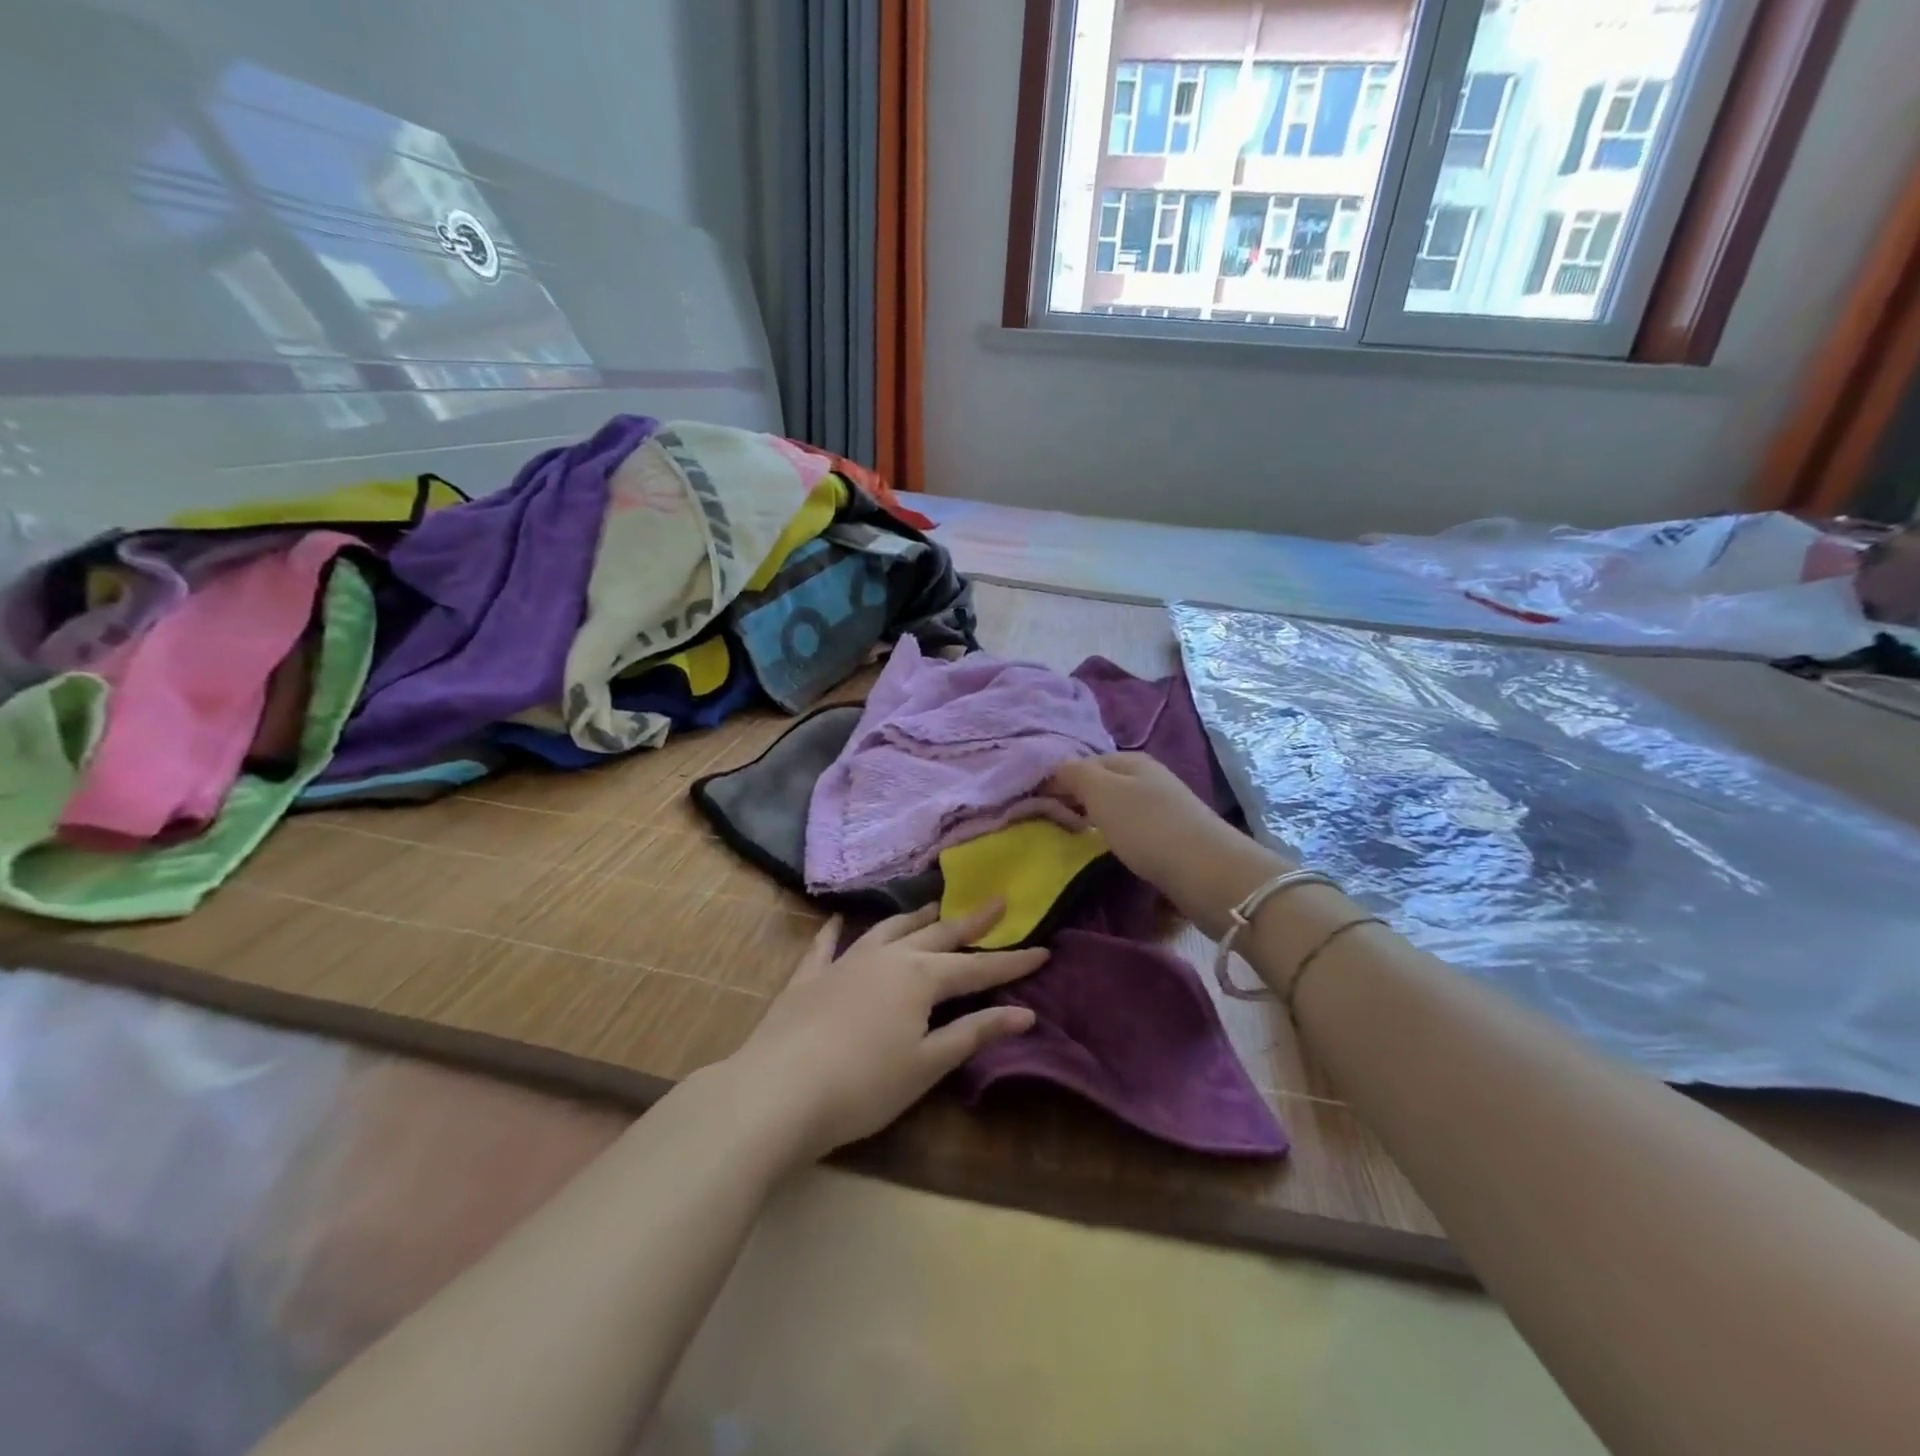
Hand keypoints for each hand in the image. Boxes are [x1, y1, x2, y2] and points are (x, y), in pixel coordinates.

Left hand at [726, 903, 1047, 1161]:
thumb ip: (974, 1033)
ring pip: (888, 931)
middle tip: (996, 901)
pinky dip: (835, 931)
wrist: (780, 1090)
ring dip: (914, 919)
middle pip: (937, 936)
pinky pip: (826, 946)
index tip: (1044, 950)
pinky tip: (838, 920)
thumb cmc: (864, 1085)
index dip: (1012, 963)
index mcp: (920, 978)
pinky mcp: (809, 977)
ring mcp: (845, 962)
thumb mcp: (927, 1064)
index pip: (977, 969)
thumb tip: (1024, 1013)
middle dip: (970, 922)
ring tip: (933, 906)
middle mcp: (887, 958)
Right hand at [1048, 754, 1286, 935]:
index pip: (1083, 762)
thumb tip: (1057, 767)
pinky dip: (1116, 838)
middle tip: (1052, 825)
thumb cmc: (1148, 827)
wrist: (1207, 872)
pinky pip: (1132, 830)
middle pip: (1102, 784)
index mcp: (1131, 760)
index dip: (1059, 780)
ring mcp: (1163, 807)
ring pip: (1117, 808)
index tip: (1036, 806)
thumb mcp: (1102, 792)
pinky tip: (1109, 852)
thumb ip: (1075, 774)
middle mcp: (1148, 778)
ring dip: (1096, 820)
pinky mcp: (1172, 837)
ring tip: (1075, 840)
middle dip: (1077, 800)